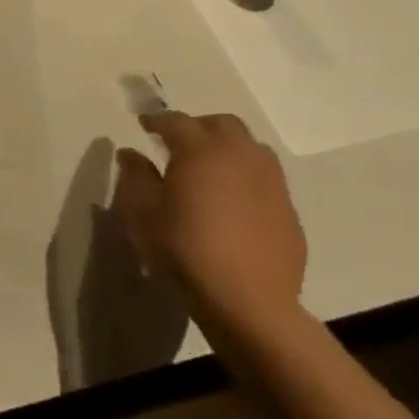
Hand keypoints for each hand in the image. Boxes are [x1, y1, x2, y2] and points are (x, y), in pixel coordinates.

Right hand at [112, 111, 307, 344]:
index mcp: (201, 152)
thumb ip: (135, 175)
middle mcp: (241, 157)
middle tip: (175, 142)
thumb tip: (131, 153)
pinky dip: (243, 174)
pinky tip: (229, 199)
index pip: (176, 121)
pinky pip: (264, 176)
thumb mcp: (142, 211)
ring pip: (250, 147)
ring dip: (225, 147)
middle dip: (197, 126)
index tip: (142, 125)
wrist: (247, 298)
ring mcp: (271, 182)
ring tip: (206, 168)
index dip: (156, 119)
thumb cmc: (184, 247)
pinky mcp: (287, 208)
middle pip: (222, 124)